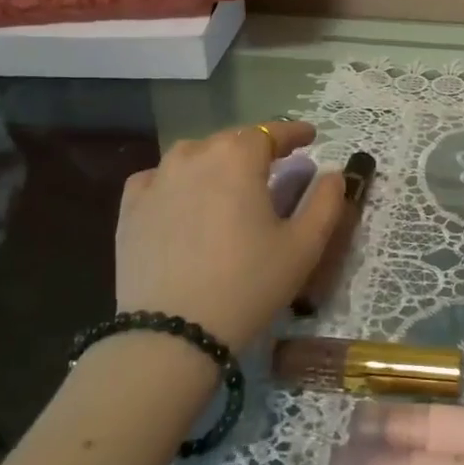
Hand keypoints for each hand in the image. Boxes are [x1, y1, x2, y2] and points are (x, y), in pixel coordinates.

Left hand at [115, 121, 344, 351]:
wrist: (172, 333)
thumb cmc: (248, 284)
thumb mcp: (304, 246)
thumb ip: (326, 202)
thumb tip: (333, 174)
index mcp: (238, 158)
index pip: (271, 132)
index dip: (294, 132)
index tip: (310, 136)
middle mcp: (194, 156)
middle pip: (231, 140)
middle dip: (256, 146)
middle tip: (275, 163)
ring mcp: (156, 180)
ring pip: (193, 155)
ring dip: (217, 160)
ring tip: (229, 180)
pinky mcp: (130, 209)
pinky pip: (158, 179)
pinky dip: (177, 181)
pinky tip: (184, 198)